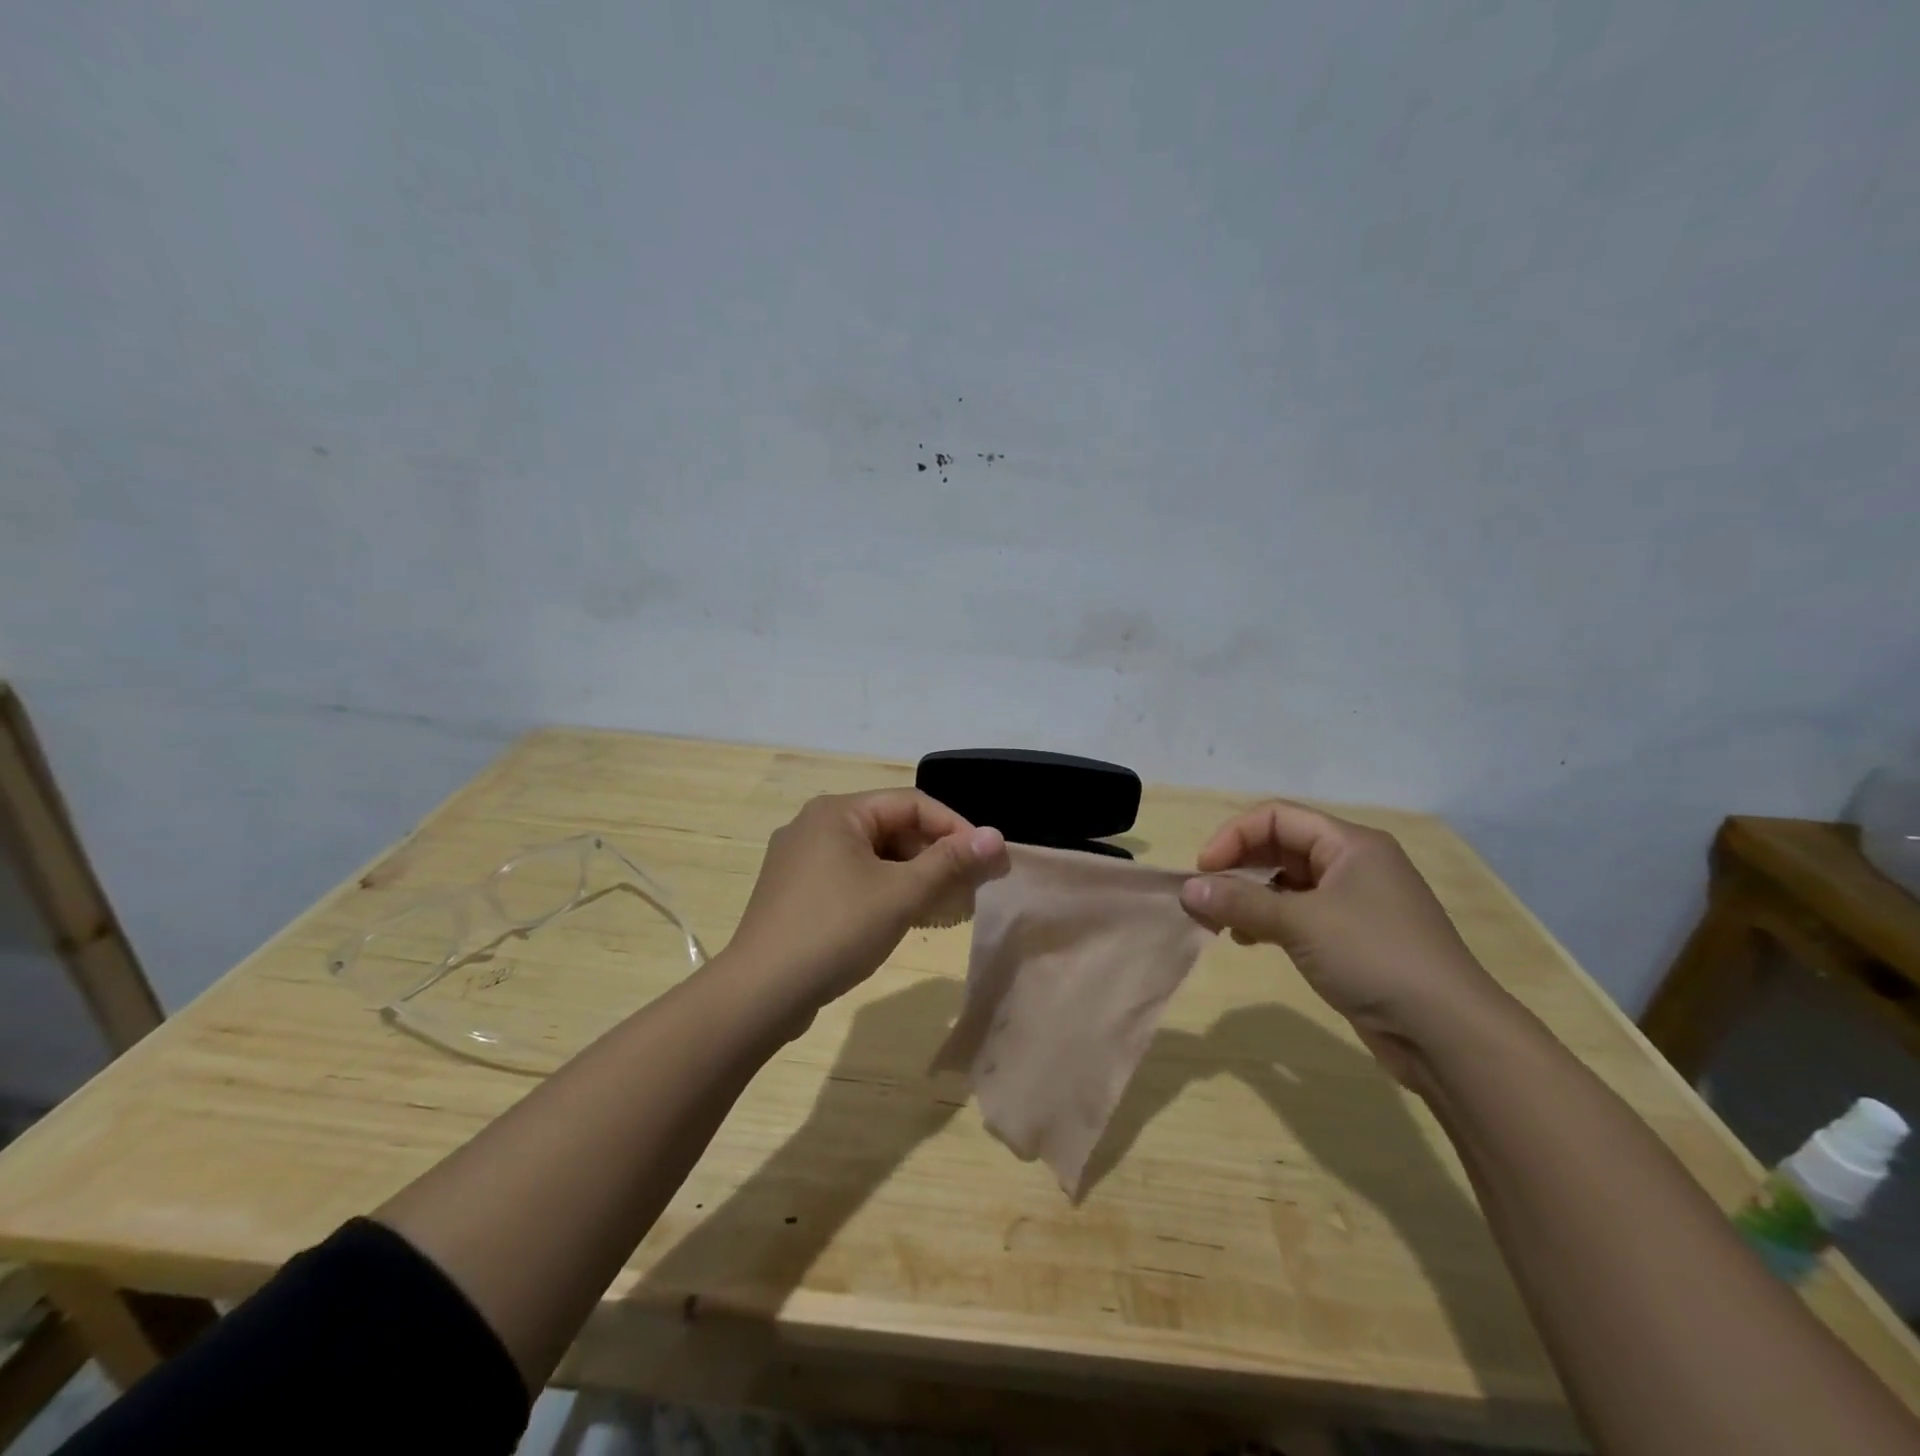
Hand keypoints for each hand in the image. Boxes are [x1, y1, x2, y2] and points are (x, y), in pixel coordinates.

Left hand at [723, 789, 1007, 1019]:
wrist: (760, 993)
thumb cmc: (835, 931)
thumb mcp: (900, 894)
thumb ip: (949, 862)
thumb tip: (996, 836)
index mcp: (838, 811)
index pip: (912, 804)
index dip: (956, 828)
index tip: (988, 859)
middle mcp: (816, 824)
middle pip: (892, 827)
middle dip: (935, 854)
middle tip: (970, 886)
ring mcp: (801, 859)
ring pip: (873, 855)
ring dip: (913, 875)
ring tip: (945, 905)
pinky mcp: (796, 891)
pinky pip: (852, 877)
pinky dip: (884, 890)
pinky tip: (905, 917)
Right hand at [1180, 801, 1505, 1080]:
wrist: (1448, 1033)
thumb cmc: (1374, 958)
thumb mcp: (1300, 923)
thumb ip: (1240, 902)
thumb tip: (1188, 889)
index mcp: (1350, 844)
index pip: (1276, 817)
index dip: (1233, 836)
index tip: (1203, 871)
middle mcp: (1353, 864)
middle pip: (1280, 846)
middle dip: (1238, 866)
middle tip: (1205, 896)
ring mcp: (1356, 902)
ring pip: (1287, 882)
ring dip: (1249, 896)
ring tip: (1221, 922)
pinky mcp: (1354, 937)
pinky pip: (1299, 913)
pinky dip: (1269, 920)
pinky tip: (1248, 940)